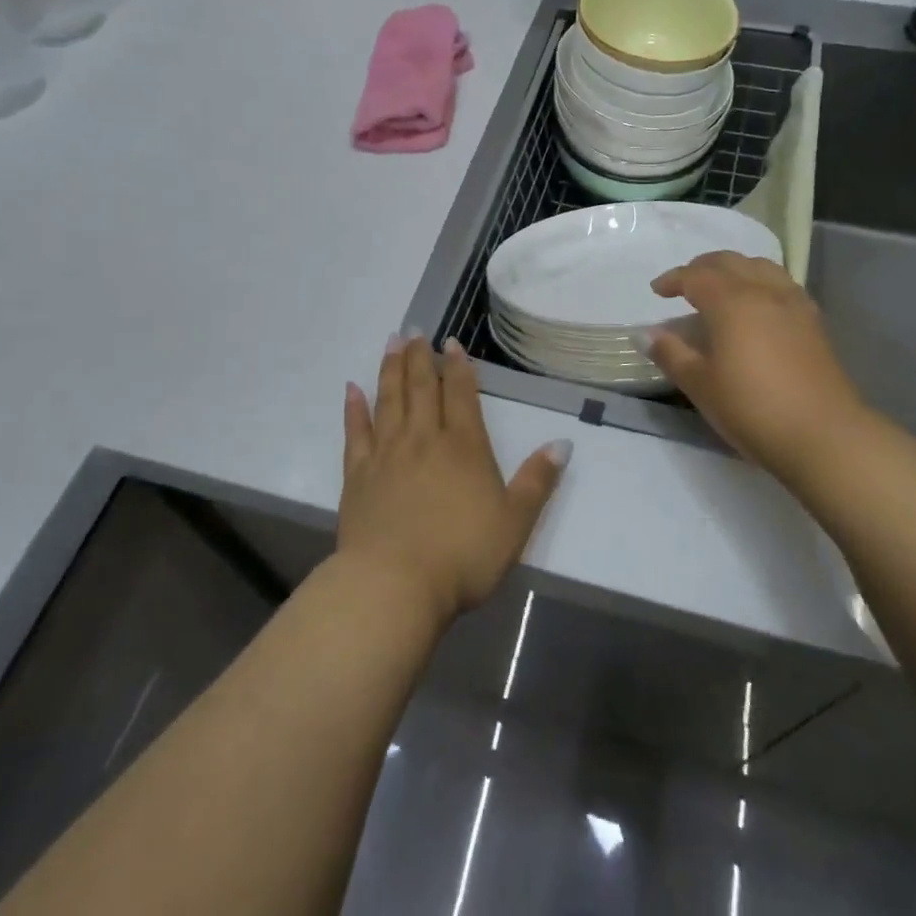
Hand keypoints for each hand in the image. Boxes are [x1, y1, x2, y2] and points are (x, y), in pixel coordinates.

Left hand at [340, 336, 569, 627]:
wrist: (394, 585)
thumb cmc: (462, 556)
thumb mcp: (515, 522)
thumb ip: (538, 481)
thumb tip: (563, 442)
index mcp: (463, 446)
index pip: (461, 394)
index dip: (458, 366)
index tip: (451, 342)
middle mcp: (424, 439)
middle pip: (422, 387)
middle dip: (420, 357)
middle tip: (414, 329)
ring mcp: (387, 454)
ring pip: (389, 400)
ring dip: (390, 369)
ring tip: (391, 342)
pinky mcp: (358, 475)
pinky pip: (356, 432)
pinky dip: (354, 408)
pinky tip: (352, 389)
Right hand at [646, 252, 869, 483]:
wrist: (824, 435)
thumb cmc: (752, 408)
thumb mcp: (700, 385)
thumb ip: (671, 354)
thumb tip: (647, 334)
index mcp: (731, 301)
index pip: (695, 276)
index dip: (673, 279)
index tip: (657, 291)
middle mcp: (763, 291)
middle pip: (729, 262)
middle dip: (702, 267)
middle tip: (684, 285)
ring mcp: (793, 303)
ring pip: (760, 266)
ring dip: (734, 269)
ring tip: (721, 288)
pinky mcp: (814, 321)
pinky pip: (781, 283)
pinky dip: (760, 281)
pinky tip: (757, 306)